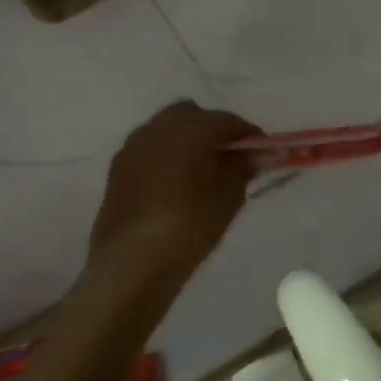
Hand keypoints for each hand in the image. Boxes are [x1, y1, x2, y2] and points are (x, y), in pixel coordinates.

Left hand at [87, 101, 259, 288]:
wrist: (130, 265)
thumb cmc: (188, 228)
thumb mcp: (227, 198)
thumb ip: (242, 168)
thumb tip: (254, 153)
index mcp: (189, 129)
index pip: (226, 120)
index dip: (248, 134)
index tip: (262, 152)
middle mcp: (157, 128)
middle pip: (193, 115)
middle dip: (213, 130)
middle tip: (231, 158)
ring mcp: (133, 146)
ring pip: (167, 129)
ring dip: (188, 140)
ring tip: (204, 172)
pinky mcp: (118, 168)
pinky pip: (150, 148)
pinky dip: (167, 155)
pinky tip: (177, 183)